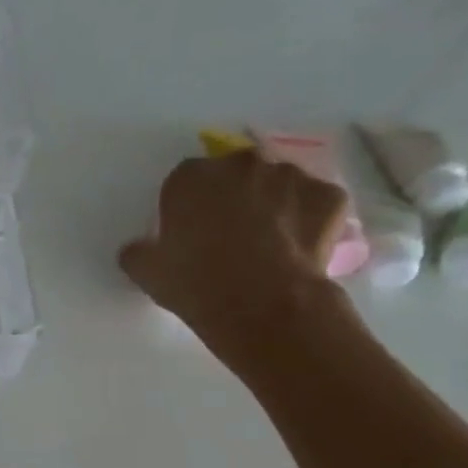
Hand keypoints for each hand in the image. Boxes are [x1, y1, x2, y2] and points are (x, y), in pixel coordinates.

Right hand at [118, 149, 349, 360]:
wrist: (260, 302)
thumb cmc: (193, 280)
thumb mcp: (145, 270)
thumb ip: (138, 251)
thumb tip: (138, 249)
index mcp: (192, 177)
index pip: (184, 180)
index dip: (186, 205)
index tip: (188, 230)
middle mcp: (242, 164)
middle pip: (235, 174)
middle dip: (233, 195)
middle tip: (228, 233)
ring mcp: (291, 176)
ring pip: (278, 184)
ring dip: (273, 202)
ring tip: (267, 242)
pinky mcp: (329, 197)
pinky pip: (315, 203)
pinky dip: (308, 218)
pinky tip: (297, 246)